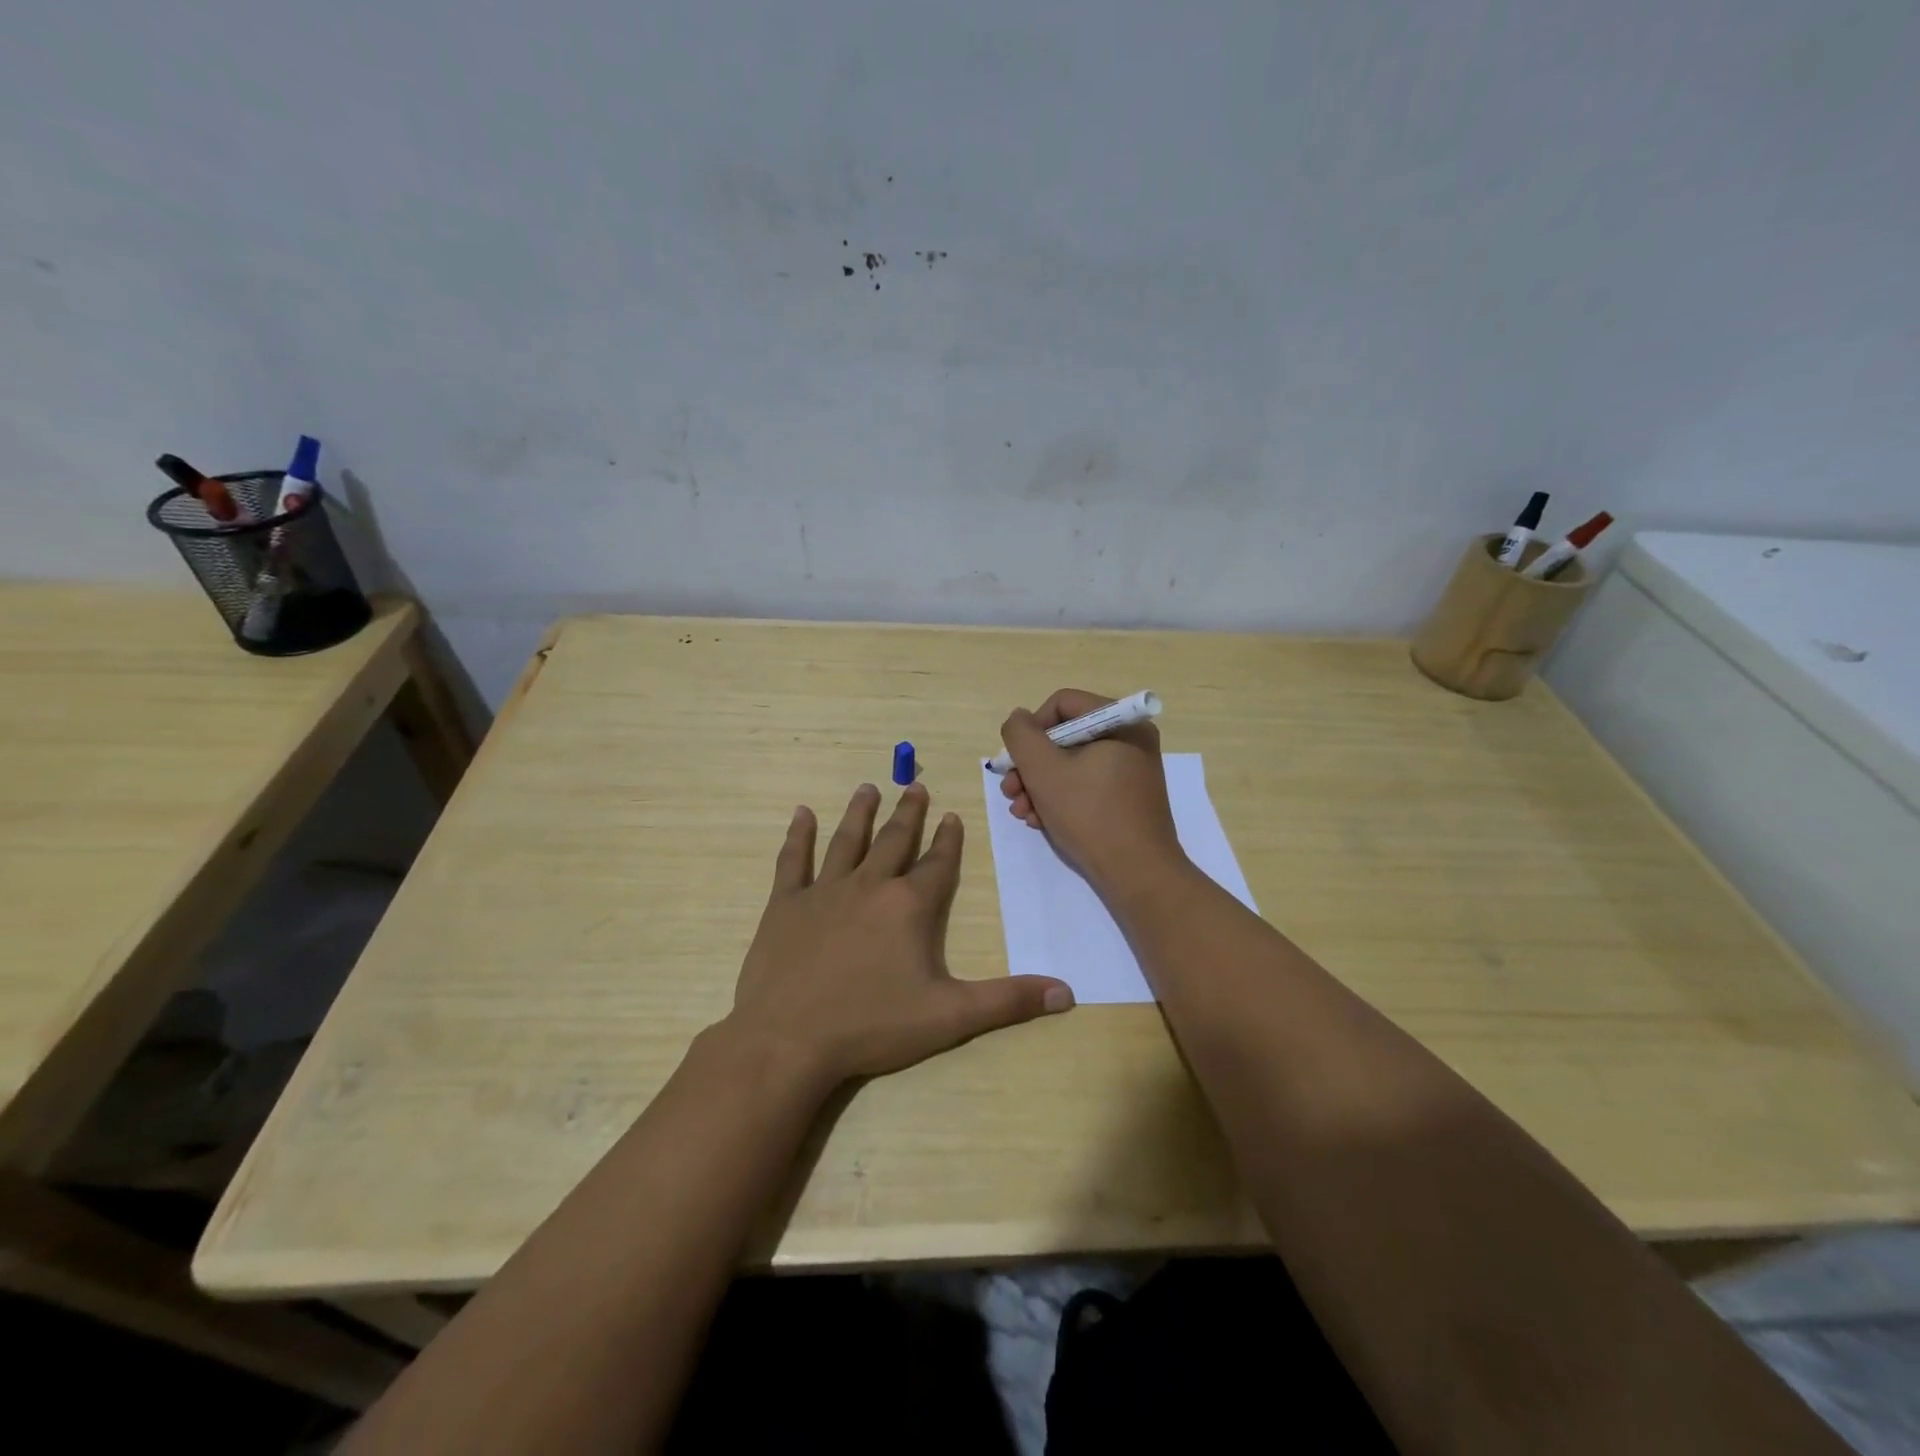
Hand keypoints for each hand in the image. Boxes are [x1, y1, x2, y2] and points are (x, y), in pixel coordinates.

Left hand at [725, 782, 1074, 1087]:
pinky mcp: (786, 905)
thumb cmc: (872, 1026)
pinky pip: (794, 860)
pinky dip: (799, 835)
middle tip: (914, 785)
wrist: (789, 1040)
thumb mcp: (950, 1017)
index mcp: (909, 906)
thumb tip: (1067, 993)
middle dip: (908, 813)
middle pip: (893, 840)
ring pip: (847, 841)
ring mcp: (824, 891)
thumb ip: (1008, 1001)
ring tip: (869, 788)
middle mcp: (869, 886)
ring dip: (860, 813)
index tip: (952, 816)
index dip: (948, 840)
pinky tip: (802, 813)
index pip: (937, 864)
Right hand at [998, 688, 1187, 896]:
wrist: (1138, 874)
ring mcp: (1131, 770)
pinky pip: (1086, 785)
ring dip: (1039, 786)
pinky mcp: (1128, 798)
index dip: (1031, 729)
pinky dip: (1060, 799)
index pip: (1062, 704)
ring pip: (1071, 764)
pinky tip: (1041, 821)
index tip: (1016, 761)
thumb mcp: (1043, 770)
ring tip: (1022, 813)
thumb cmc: (1090, 815)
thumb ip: (1021, 735)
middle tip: (1011, 792)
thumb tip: (1019, 719)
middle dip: (1031, 765)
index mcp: (1120, 722)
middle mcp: (1130, 739)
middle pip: (1064, 737)